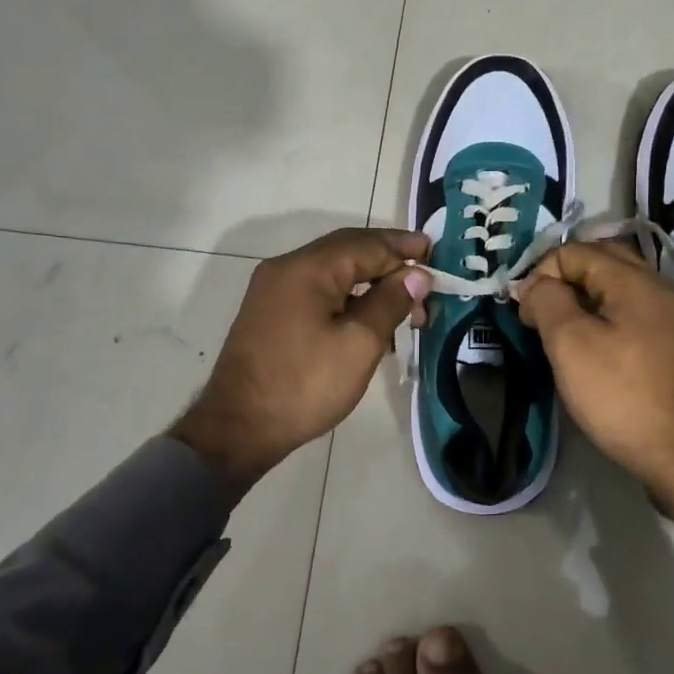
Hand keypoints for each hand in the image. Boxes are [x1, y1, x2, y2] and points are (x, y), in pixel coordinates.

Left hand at [173, 228, 432, 491]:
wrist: (237, 429)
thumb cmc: (304, 385)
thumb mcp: (359, 344)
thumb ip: (391, 302)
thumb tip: (418, 275)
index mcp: (308, 268)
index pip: (367, 245)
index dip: (404, 249)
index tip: (437, 253)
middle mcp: (287, 268)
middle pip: (348, 251)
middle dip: (390, 260)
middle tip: (426, 273)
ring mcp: (274, 290)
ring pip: (333, 272)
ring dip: (371, 281)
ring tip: (406, 304)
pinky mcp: (271, 313)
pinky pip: (318, 290)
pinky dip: (349, 297)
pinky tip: (370, 319)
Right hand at [516, 241, 673, 600]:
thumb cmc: (622, 395)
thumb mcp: (570, 344)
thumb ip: (547, 301)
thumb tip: (534, 284)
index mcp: (634, 279)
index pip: (574, 251)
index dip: (541, 275)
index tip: (526, 316)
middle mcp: (660, 286)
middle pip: (601, 261)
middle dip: (563, 280)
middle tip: (540, 315)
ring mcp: (673, 316)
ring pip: (618, 288)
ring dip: (584, 299)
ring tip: (561, 332)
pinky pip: (633, 313)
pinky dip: (606, 317)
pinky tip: (594, 347)